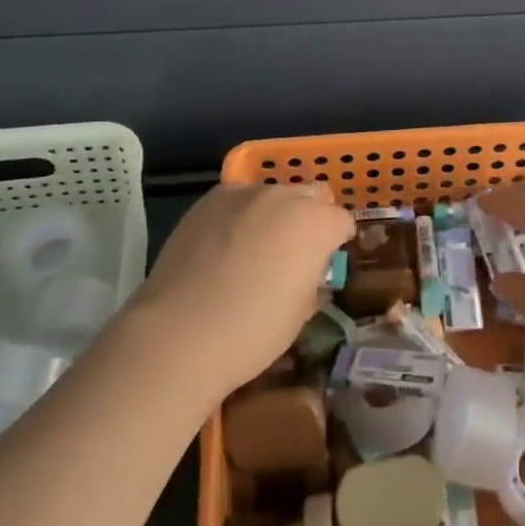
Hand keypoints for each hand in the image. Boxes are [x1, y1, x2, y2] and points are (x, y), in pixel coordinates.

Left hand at [134, 182, 352, 397]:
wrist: (182, 332)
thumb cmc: (254, 331)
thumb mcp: (302, 311)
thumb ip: (311, 276)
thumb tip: (303, 268)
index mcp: (316, 223)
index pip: (342, 221)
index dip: (337, 242)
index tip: (326, 262)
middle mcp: (285, 197)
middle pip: (310, 196)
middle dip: (309, 217)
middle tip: (294, 251)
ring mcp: (245, 193)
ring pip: (272, 194)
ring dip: (273, 214)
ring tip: (254, 247)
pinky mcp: (210, 199)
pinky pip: (237, 199)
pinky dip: (239, 215)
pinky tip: (224, 244)